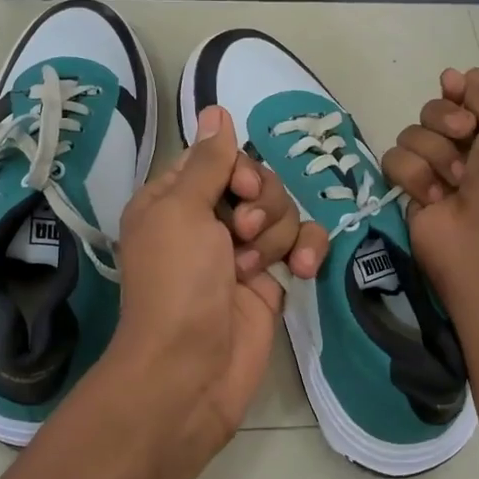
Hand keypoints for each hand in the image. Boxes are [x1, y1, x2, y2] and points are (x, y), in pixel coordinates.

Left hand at [109, 106, 324, 452]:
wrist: (190, 369)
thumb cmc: (177, 283)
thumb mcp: (182, 211)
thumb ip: (208, 161)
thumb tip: (215, 109)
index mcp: (174, 200)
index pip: (218, 160)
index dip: (238, 170)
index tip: (240, 190)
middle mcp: (206, 221)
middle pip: (257, 183)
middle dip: (260, 204)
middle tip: (241, 233)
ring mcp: (240, 252)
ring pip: (282, 213)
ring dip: (275, 234)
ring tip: (253, 266)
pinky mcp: (269, 281)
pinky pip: (299, 246)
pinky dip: (305, 252)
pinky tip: (301, 271)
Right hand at [381, 69, 478, 305]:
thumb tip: (462, 76)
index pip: (464, 97)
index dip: (456, 90)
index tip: (452, 84)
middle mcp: (464, 150)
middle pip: (432, 110)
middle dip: (445, 119)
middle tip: (463, 137)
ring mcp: (433, 171)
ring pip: (410, 134)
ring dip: (435, 153)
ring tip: (455, 181)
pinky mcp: (407, 191)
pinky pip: (394, 161)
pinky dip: (415, 176)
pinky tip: (434, 198)